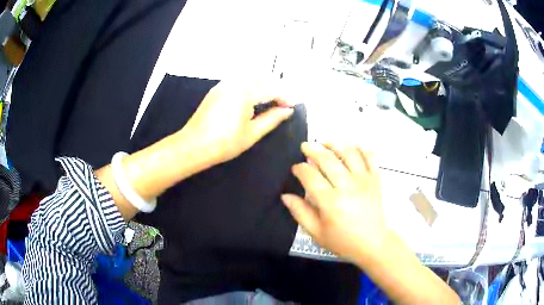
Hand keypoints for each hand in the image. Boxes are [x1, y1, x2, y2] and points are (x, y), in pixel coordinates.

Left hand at [181, 80, 293, 164]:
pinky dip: (249, 84)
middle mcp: (234, 83)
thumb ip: (272, 119)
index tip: (291, 107)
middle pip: (261, 76)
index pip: (271, 89)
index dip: (284, 97)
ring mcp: (223, 84)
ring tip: (267, 101)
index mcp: (245, 94)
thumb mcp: (251, 134)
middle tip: (280, 103)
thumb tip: (288, 110)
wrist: (193, 146)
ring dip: (262, 83)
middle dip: (274, 87)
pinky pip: (238, 79)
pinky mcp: (217, 89)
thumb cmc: (224, 143)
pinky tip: (250, 98)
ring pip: (249, 75)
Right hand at [282, 142, 384, 262]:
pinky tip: (351, 146)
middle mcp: (348, 187)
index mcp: (331, 202)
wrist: (372, 244)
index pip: (310, 176)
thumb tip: (285, 196)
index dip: (300, 168)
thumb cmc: (342, 241)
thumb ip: (300, 213)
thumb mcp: (316, 233)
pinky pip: (370, 157)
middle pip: (328, 159)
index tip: (295, 168)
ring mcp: (364, 181)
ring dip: (335, 143)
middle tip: (305, 146)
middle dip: (313, 149)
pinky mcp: (376, 179)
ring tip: (325, 142)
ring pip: (349, 153)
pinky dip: (361, 148)